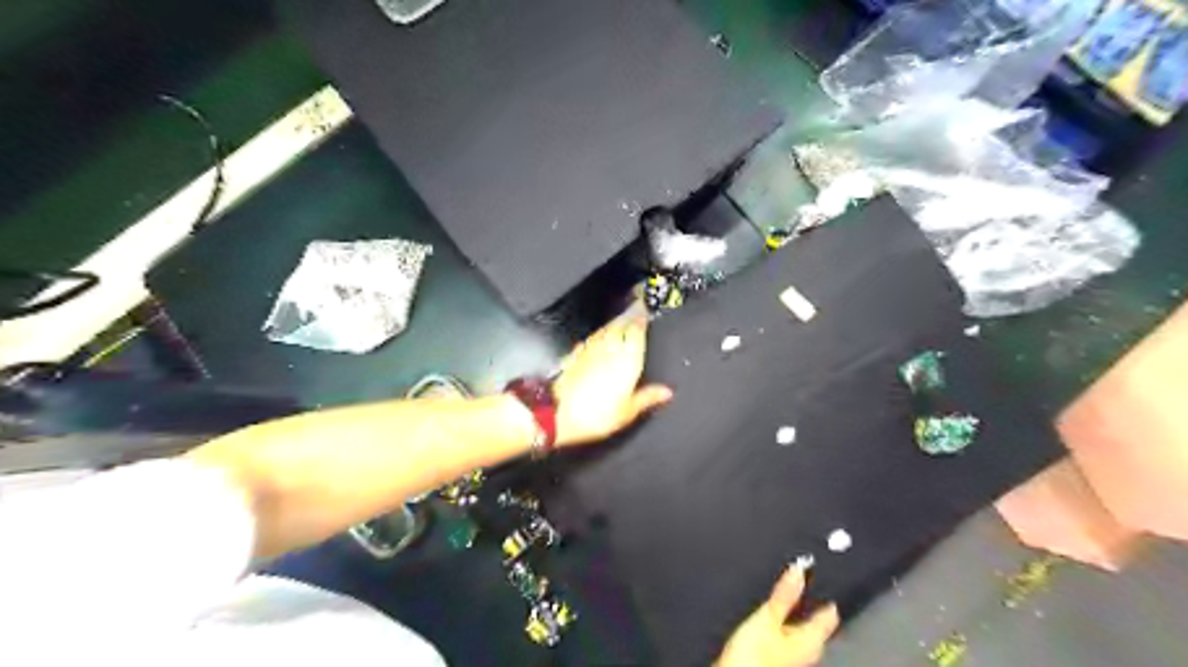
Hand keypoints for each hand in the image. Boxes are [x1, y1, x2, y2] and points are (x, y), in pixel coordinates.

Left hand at [552, 304, 672, 446]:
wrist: (558, 413)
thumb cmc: (595, 415)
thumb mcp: (627, 412)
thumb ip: (647, 398)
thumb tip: (667, 391)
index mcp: (627, 361)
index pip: (636, 333)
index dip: (641, 321)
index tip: (646, 312)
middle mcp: (609, 350)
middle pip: (621, 327)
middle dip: (629, 319)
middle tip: (636, 312)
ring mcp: (590, 350)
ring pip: (605, 330)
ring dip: (614, 324)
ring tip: (621, 321)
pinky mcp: (575, 355)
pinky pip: (591, 339)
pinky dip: (599, 335)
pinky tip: (599, 338)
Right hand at [720, 565, 837, 666]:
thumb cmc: (752, 658)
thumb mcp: (767, 617)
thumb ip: (783, 595)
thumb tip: (798, 570)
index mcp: (811, 641)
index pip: (828, 616)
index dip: (825, 595)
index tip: (822, 579)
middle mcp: (805, 652)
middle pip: (813, 624)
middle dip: (806, 603)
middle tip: (804, 583)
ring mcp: (790, 657)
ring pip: (797, 631)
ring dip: (791, 614)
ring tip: (785, 598)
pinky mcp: (774, 658)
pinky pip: (783, 637)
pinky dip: (780, 624)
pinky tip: (770, 620)